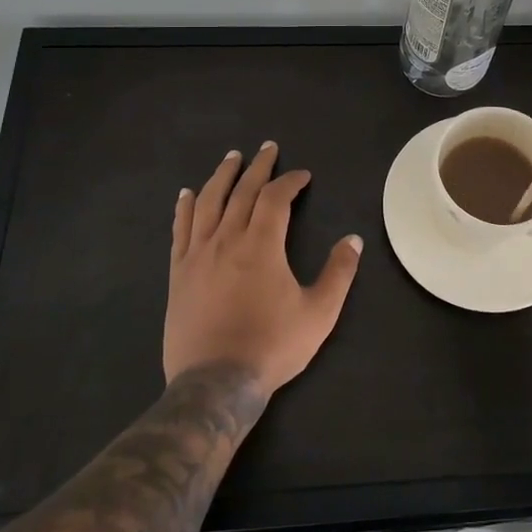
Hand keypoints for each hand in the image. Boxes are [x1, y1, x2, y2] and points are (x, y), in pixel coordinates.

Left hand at [165, 141, 363, 396]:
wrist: (216, 382)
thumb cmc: (272, 346)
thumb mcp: (319, 313)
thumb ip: (338, 273)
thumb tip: (353, 239)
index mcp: (262, 245)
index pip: (276, 198)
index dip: (291, 182)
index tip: (303, 176)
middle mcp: (227, 239)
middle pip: (242, 192)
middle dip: (258, 167)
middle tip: (267, 148)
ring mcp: (198, 254)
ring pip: (209, 203)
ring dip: (222, 177)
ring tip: (231, 158)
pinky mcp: (178, 273)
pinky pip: (181, 230)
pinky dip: (185, 208)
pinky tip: (187, 194)